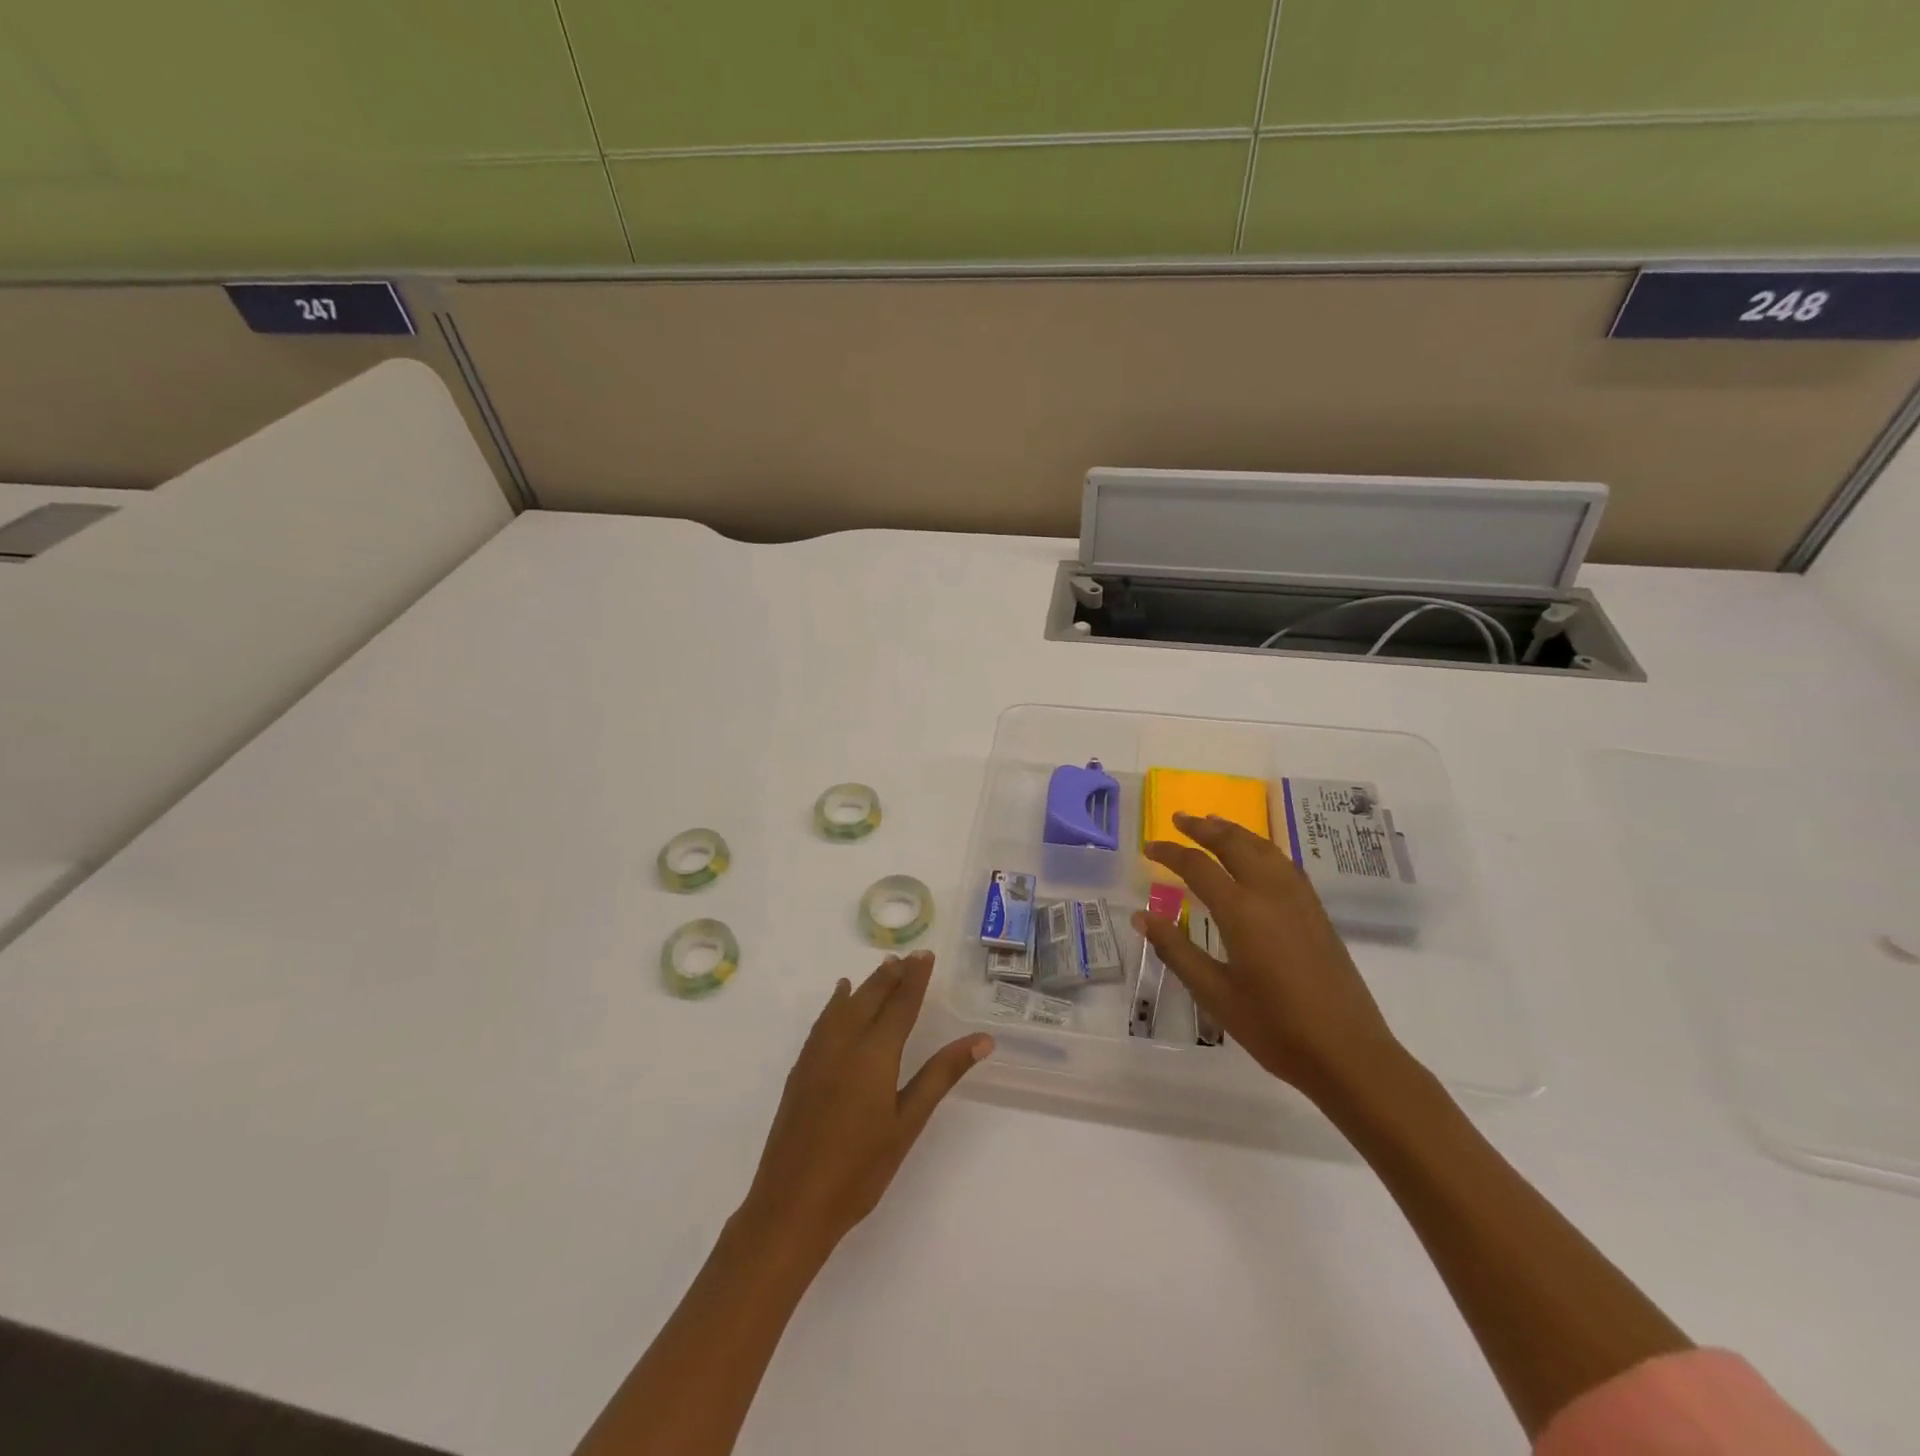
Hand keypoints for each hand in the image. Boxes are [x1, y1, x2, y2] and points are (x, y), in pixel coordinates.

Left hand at [741, 951, 991, 1257]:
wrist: (792, 1205)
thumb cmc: (860, 1169)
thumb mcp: (908, 1123)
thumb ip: (941, 1075)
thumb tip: (982, 1039)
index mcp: (875, 1054)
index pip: (900, 1004)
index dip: (915, 979)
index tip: (925, 955)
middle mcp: (844, 1043)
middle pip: (870, 997)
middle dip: (891, 975)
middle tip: (908, 957)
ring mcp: (817, 1055)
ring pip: (845, 1005)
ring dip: (866, 984)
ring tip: (882, 968)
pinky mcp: (801, 1070)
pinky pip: (824, 1021)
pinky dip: (837, 1003)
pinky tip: (839, 999)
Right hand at [1134, 812, 1404, 1100]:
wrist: (1348, 1054)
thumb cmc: (1274, 1028)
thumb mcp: (1214, 994)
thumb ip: (1176, 950)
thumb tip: (1141, 916)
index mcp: (1242, 912)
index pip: (1198, 866)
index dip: (1170, 853)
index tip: (1148, 848)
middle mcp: (1272, 894)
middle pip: (1235, 844)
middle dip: (1205, 827)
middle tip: (1179, 819)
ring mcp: (1300, 901)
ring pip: (1264, 848)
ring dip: (1235, 832)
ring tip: (1214, 825)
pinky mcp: (1317, 913)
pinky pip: (1284, 863)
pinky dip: (1261, 848)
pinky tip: (1257, 857)